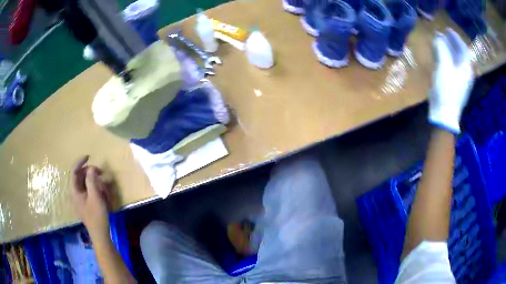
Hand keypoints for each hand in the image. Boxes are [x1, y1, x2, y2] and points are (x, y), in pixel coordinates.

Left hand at [72, 156, 111, 240]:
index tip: (89, 156)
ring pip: (85, 184)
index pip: (74, 172)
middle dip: (90, 173)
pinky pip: (89, 192)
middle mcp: (76, 194)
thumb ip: (92, 180)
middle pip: (80, 177)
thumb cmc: (96, 216)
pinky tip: (103, 195)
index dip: (80, 162)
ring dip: (94, 182)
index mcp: (75, 191)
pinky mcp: (86, 205)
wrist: (100, 235)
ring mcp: (81, 200)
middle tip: (101, 173)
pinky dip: (95, 190)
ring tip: (104, 186)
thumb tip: (91, 168)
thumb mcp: (95, 197)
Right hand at [429, 28, 473, 133]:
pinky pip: (451, 66)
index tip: (447, 29)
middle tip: (442, 34)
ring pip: (455, 60)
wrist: (444, 113)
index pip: (464, 49)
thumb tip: (438, 35)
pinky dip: (445, 58)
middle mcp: (464, 73)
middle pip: (459, 54)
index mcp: (466, 68)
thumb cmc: (446, 89)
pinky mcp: (453, 84)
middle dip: (451, 43)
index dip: (456, 38)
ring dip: (447, 50)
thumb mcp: (444, 66)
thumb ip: (441, 49)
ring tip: (438, 42)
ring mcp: (459, 79)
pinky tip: (438, 55)